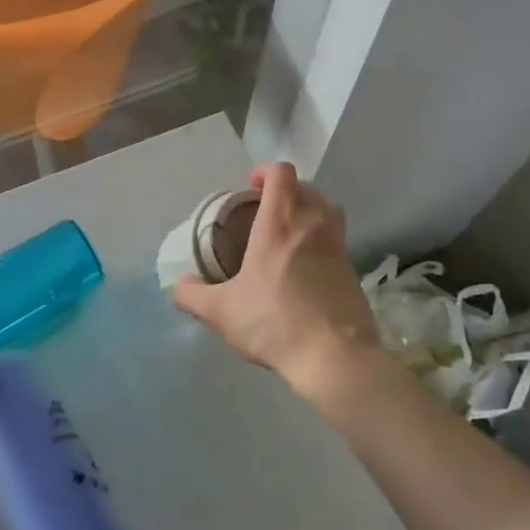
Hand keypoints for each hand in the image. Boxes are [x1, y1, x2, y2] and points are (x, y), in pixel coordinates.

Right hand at [170, 163, 378, 395]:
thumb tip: (177, 286)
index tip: (251, 187)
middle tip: (266, 212)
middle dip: (286, 192)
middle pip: (306, 188)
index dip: (266, 171)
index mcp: (279, 223)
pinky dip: (321, 241)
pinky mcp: (353, 269)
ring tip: (288, 233)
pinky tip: (305, 268)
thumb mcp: (220, 312)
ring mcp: (338, 246)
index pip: (282, 174)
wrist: (335, 357)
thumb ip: (192, 295)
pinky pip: (337, 239)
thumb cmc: (274, 323)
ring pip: (328, 210)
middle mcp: (312, 225)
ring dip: (309, 211)